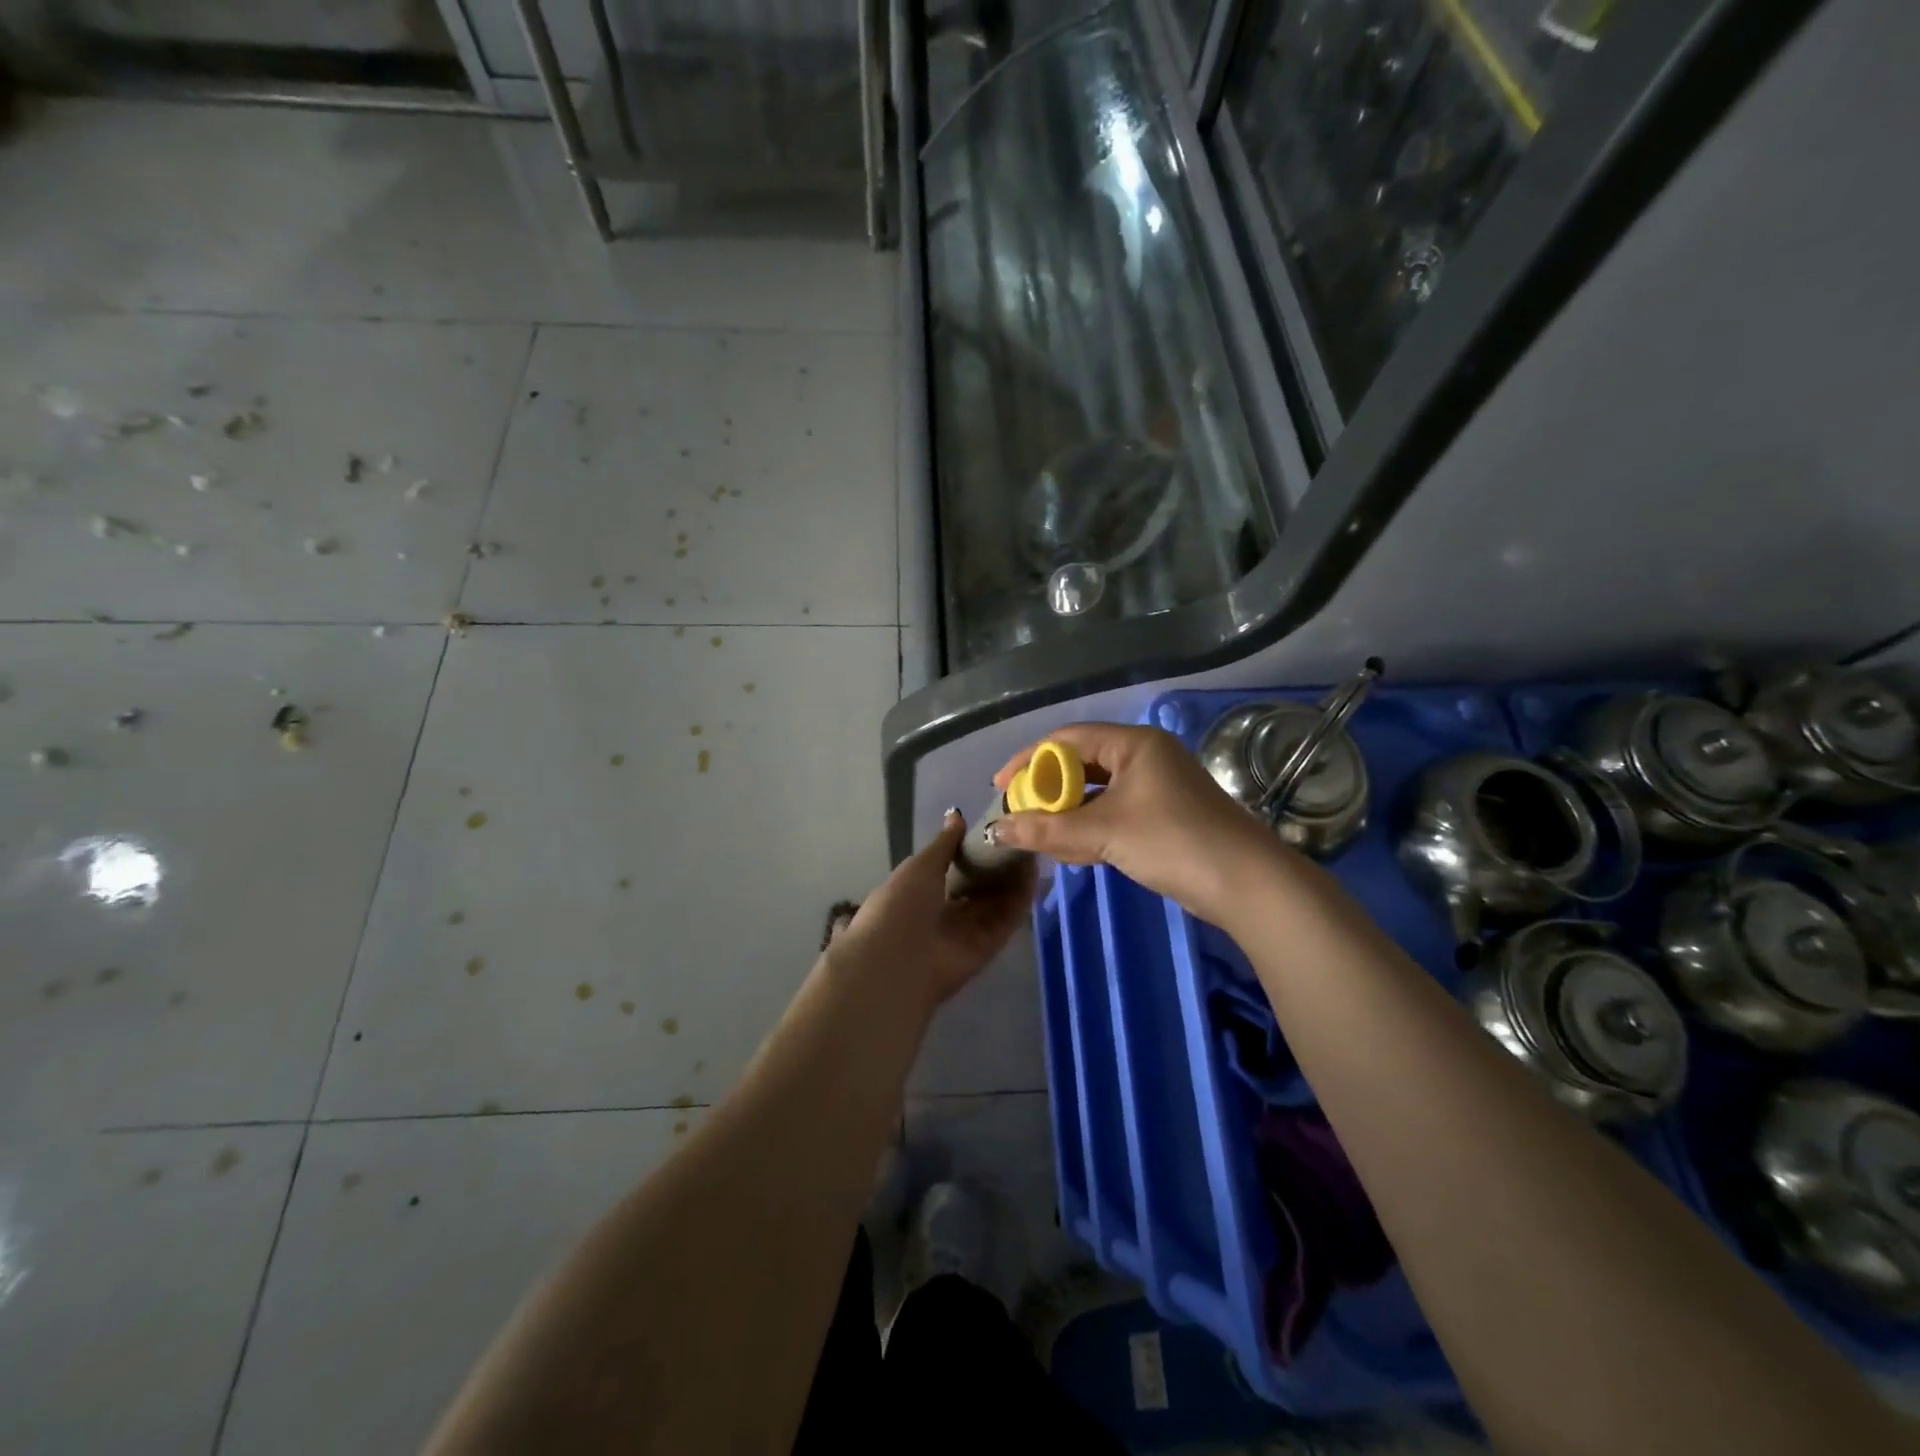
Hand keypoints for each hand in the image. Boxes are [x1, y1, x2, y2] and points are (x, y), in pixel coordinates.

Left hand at [830, 811, 1034, 1010]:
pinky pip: (1007, 919)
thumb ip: (944, 843)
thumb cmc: (901, 905)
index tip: (994, 830)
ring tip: (1033, 846)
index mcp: (921, 894)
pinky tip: (1034, 870)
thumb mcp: (920, 865)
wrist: (898, 960)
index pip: (953, 871)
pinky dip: (1021, 897)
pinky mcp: (989, 947)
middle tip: (1021, 836)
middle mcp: (945, 915)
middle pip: (979, 888)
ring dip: (1014, 877)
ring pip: (997, 902)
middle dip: (997, 865)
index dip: (973, 852)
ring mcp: (968, 932)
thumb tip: (956, 816)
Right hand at [991, 723, 1287, 925]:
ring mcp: (1157, 787)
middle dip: (1048, 790)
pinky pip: (1114, 812)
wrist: (1246, 884)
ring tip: (1038, 834)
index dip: (1029, 760)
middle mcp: (1145, 757)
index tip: (1000, 786)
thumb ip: (1047, 829)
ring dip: (1068, 812)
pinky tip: (1070, 848)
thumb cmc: (1172, 841)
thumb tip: (996, 830)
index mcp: (1134, 744)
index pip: (1068, 739)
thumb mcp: (1103, 832)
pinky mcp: (1164, 816)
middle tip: (1019, 812)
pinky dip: (1090, 827)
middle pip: (1082, 764)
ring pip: (1098, 792)